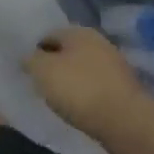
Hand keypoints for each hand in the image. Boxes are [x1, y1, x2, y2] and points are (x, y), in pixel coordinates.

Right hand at [23, 26, 152, 141]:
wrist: (126, 122)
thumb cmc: (79, 90)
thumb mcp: (43, 71)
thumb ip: (30, 60)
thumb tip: (28, 57)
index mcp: (78, 32)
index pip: (48, 35)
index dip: (34, 51)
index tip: (27, 71)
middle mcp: (98, 42)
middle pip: (67, 52)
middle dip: (53, 66)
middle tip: (40, 85)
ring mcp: (114, 65)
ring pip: (82, 69)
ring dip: (70, 81)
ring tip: (58, 100)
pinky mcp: (123, 88)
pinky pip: (95, 86)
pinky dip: (85, 95)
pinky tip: (78, 108)